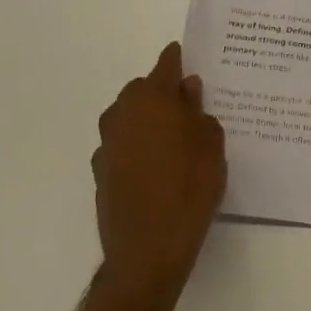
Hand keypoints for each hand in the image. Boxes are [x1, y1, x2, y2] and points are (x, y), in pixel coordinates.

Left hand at [92, 42, 226, 305]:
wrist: (148, 250)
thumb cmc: (189, 186)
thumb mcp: (210, 143)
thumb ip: (198, 110)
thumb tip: (187, 90)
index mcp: (151, 96)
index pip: (167, 63)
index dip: (181, 60)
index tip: (193, 61)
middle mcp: (123, 111)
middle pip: (145, 90)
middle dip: (164, 94)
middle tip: (190, 109)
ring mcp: (107, 142)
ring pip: (131, 118)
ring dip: (149, 121)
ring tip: (175, 141)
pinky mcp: (100, 171)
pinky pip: (123, 145)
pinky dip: (138, 148)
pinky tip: (157, 168)